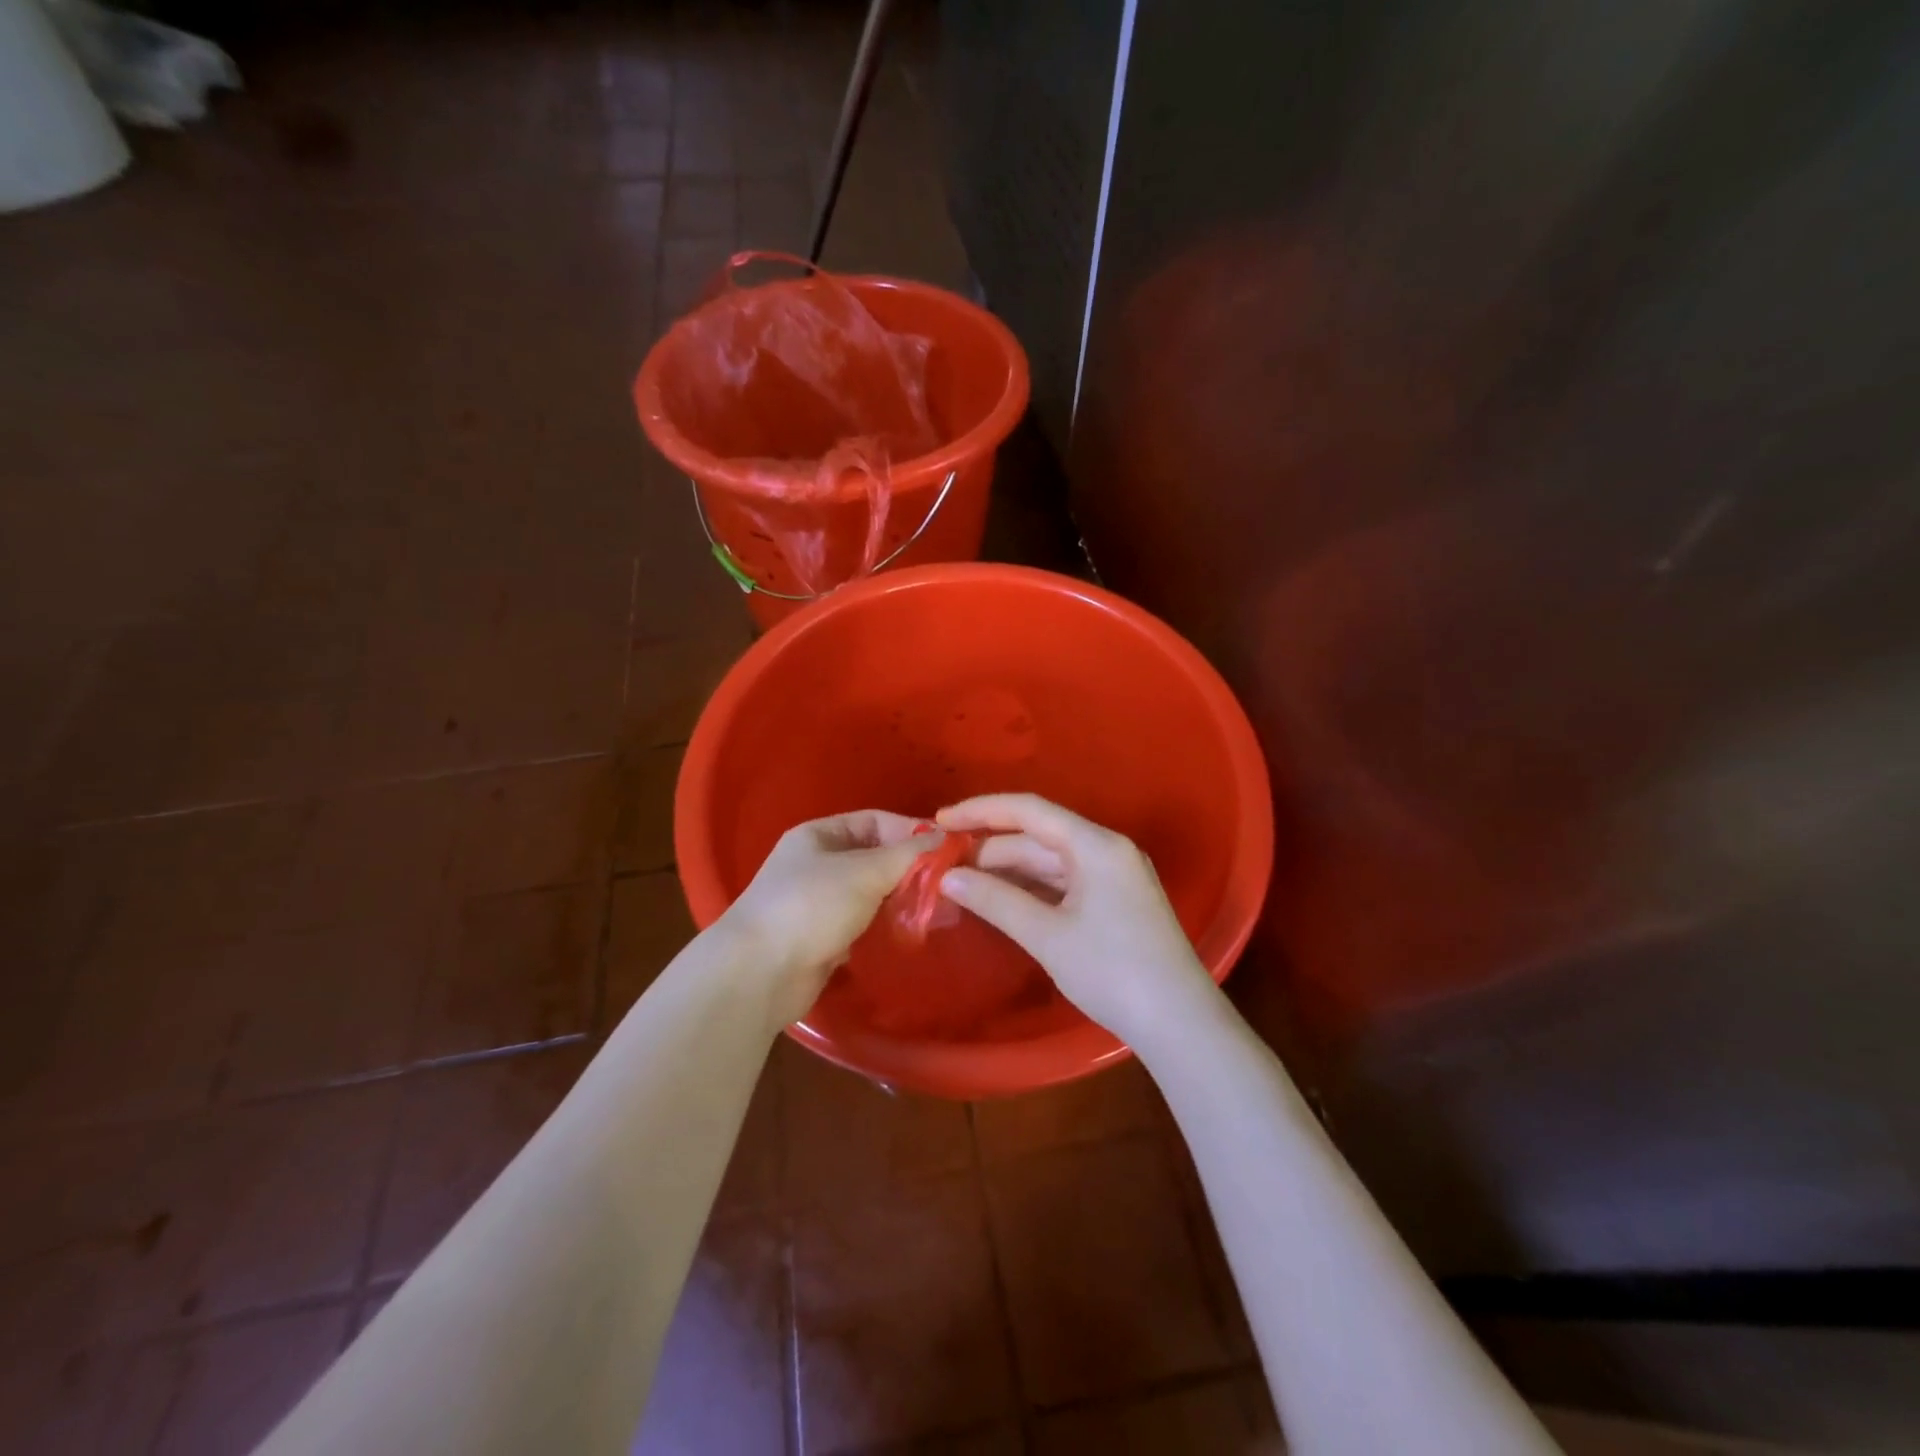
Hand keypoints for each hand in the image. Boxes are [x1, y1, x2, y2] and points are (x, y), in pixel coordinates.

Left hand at [718, 809, 929, 1022]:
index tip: (946, 850)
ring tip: (936, 909)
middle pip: (874, 857)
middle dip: (909, 868)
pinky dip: (885, 925)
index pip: (875, 821)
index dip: (910, 831)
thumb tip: (944, 838)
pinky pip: (863, 923)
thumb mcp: (864, 872)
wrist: (759, 974)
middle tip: (947, 884)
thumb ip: (906, 855)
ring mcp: (819, 903)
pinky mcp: (824, 938)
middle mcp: (818, 863)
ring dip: (900, 899)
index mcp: (819, 835)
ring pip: (871, 892)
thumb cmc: (810, 907)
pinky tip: (911, 932)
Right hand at [936, 794, 1219, 1047]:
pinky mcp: (1114, 902)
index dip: (981, 811)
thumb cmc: (1112, 971)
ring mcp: (1113, 876)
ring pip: (1049, 862)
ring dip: (1008, 871)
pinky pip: (1063, 883)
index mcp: (1096, 845)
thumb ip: (996, 901)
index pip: (1029, 810)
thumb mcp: (1048, 935)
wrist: (1179, 1023)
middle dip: (990, 849)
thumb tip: (948, 878)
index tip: (940, 820)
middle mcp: (1106, 850)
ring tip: (962, 882)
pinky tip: (1001, 900)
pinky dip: (1030, 889)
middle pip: (1038, 837)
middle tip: (942, 865)